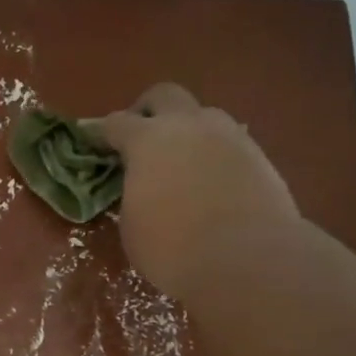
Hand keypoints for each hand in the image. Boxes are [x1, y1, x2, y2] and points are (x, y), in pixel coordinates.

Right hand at [85, 82, 300, 305]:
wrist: (247, 260)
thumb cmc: (173, 248)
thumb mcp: (133, 226)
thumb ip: (133, 195)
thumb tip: (143, 190)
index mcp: (147, 140)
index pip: (116, 123)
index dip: (102, 133)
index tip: (96, 144)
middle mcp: (188, 125)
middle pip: (164, 95)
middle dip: (148, 111)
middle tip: (142, 139)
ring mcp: (229, 136)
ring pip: (204, 115)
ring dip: (188, 130)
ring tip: (183, 162)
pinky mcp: (260, 156)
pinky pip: (230, 142)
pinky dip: (216, 154)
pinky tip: (213, 181)